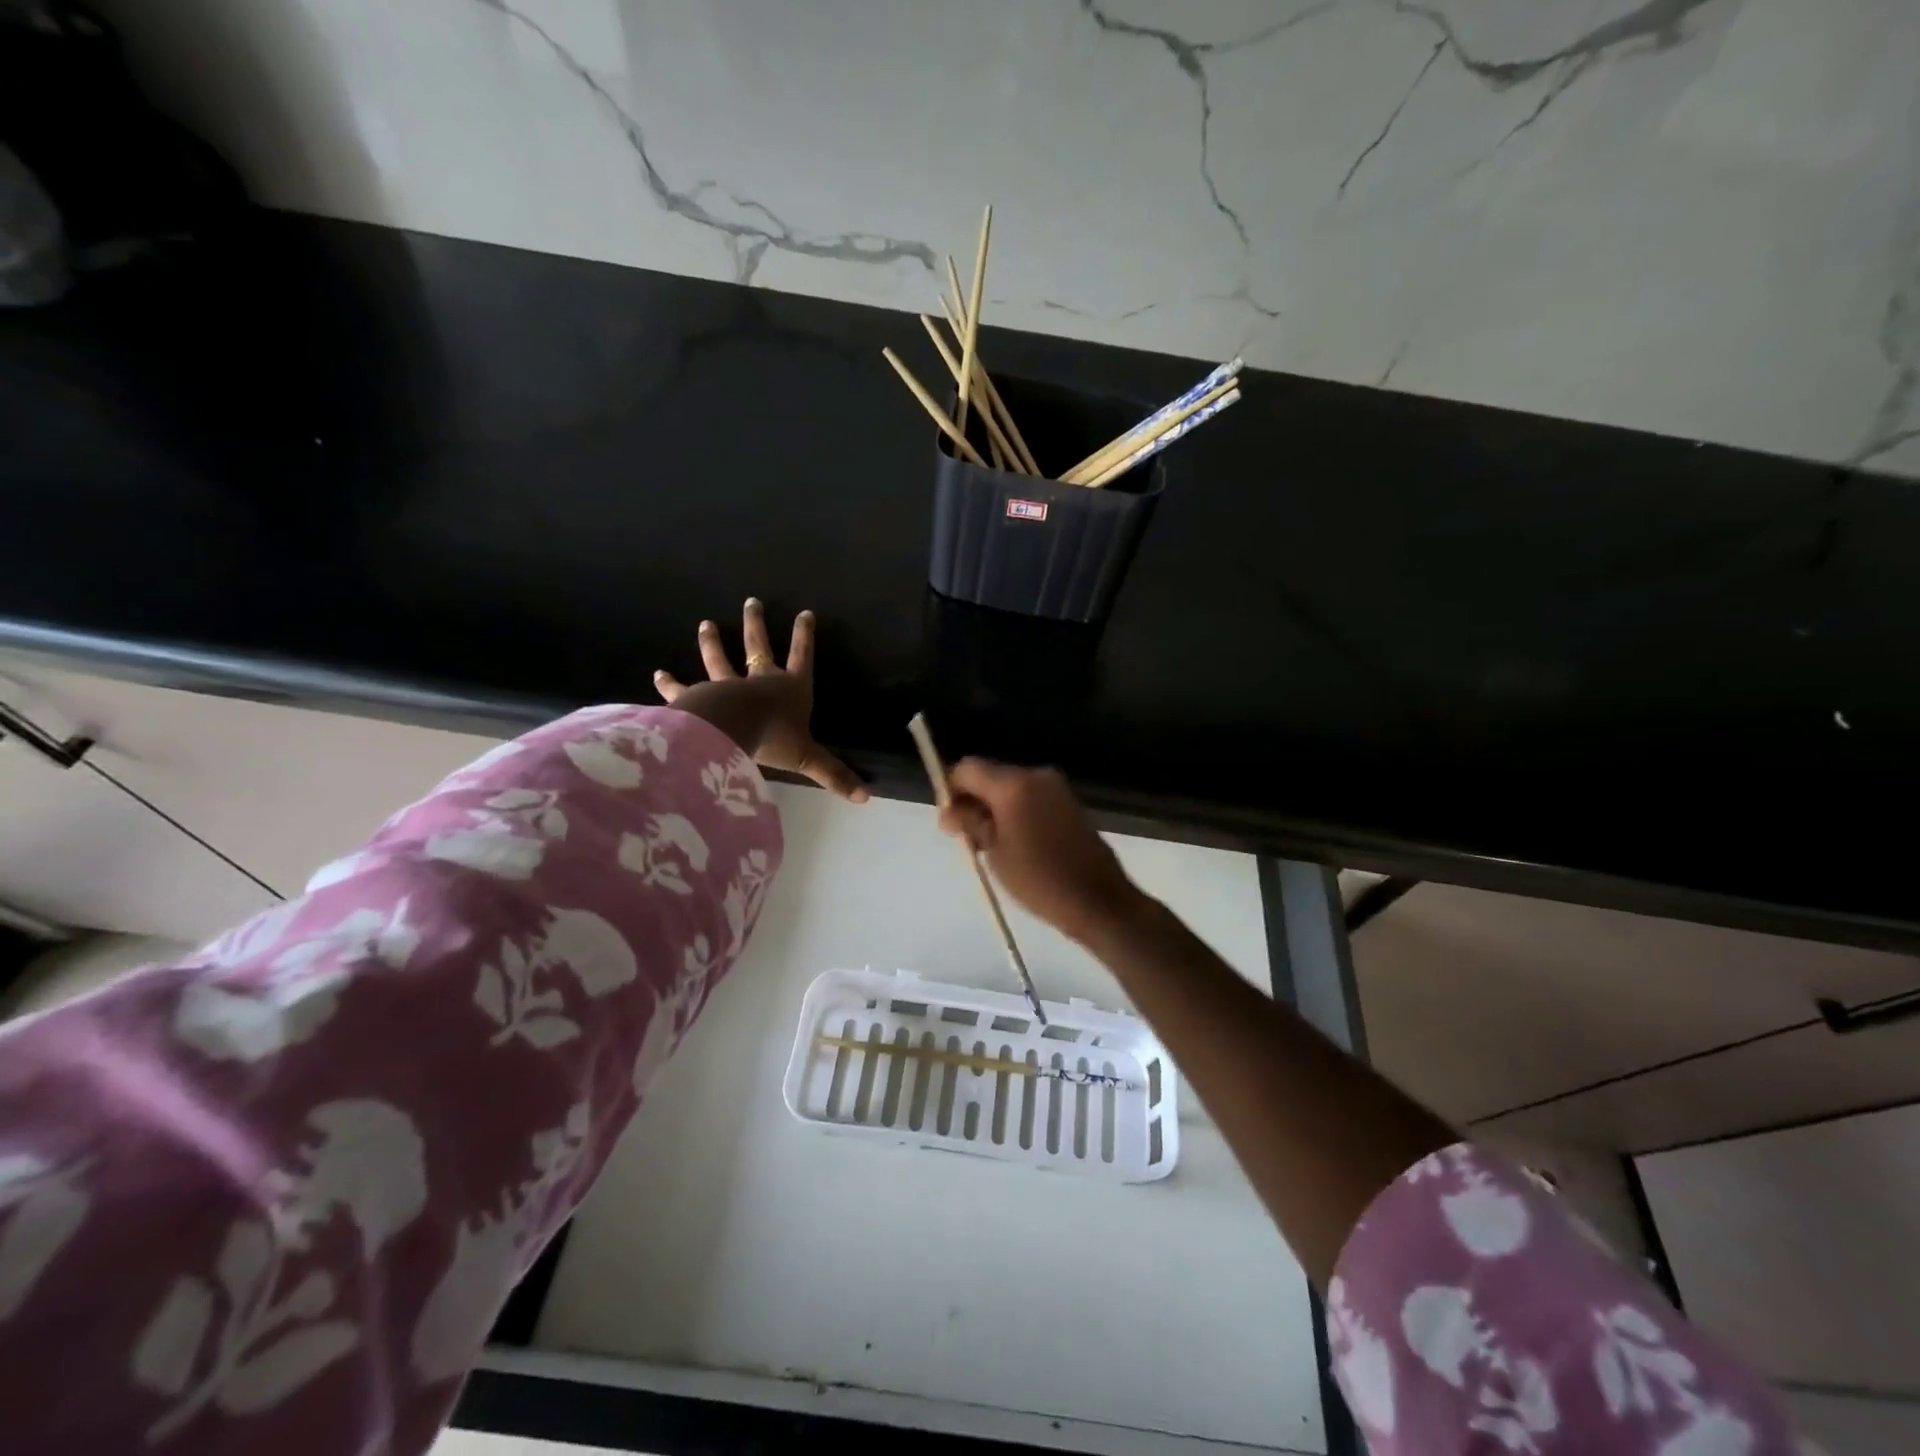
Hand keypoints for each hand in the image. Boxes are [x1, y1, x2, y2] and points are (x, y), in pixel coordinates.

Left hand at [655, 599, 867, 802]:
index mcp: (789, 690)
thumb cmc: (774, 738)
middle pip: (758, 647)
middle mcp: (759, 681)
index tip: (804, 613)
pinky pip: (683, 690)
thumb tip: (865, 798)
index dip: (804, 636)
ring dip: (712, 642)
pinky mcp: (699, 698)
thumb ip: (833, 776)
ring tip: (705, 624)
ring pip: (719, 660)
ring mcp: (726, 687)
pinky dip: (670, 684)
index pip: (801, 658)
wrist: (732, 731)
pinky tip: (658, 675)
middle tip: (751, 602)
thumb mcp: (808, 759)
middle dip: (756, 625)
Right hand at [938, 759, 1142, 944]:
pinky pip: (1030, 797)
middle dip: (973, 800)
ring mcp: (1055, 787)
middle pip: (990, 775)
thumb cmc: (1039, 880)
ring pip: (1010, 787)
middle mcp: (1035, 775)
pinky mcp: (1068, 802)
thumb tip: (949, 810)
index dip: (952, 789)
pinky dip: (1015, 811)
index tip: (949, 821)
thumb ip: (970, 823)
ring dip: (994, 807)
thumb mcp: (995, 853)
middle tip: (967, 838)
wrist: (1098, 900)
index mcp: (1013, 785)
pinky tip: (1016, 842)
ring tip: (991, 845)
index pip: (968, 768)